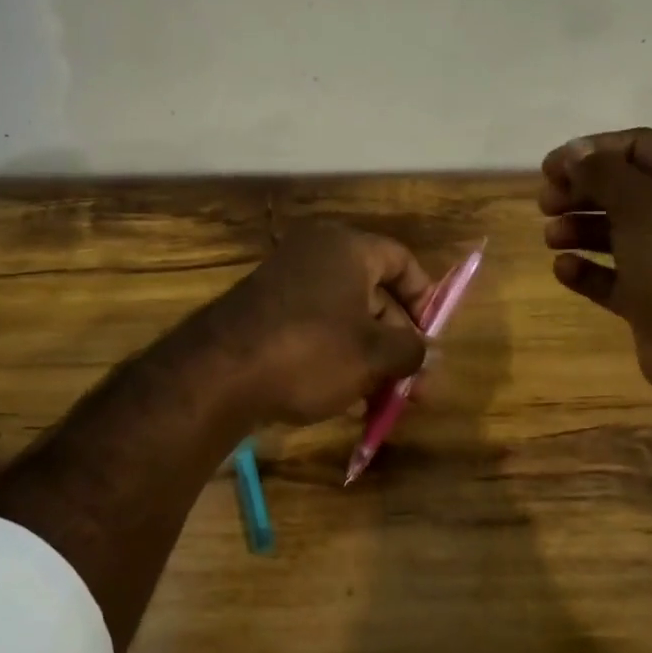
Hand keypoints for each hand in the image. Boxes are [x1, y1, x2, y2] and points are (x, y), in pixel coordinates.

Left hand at [207, 222, 431, 424]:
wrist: (219, 374)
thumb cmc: (310, 352)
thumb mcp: (372, 355)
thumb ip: (412, 351)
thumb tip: (431, 354)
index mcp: (346, 248)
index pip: (400, 261)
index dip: (424, 298)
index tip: (432, 338)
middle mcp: (314, 256)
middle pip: (373, 295)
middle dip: (398, 344)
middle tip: (416, 388)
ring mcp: (284, 285)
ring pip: (344, 321)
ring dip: (370, 359)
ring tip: (385, 404)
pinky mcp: (263, 316)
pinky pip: (313, 332)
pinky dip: (335, 359)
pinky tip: (347, 400)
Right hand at [539, 128, 651, 412]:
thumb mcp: (643, 205)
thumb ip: (603, 174)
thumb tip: (573, 152)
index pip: (640, 147)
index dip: (593, 150)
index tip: (549, 167)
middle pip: (624, 190)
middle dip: (582, 191)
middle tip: (545, 203)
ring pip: (616, 234)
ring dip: (580, 229)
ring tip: (551, 236)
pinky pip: (612, 279)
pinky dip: (587, 272)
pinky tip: (563, 269)